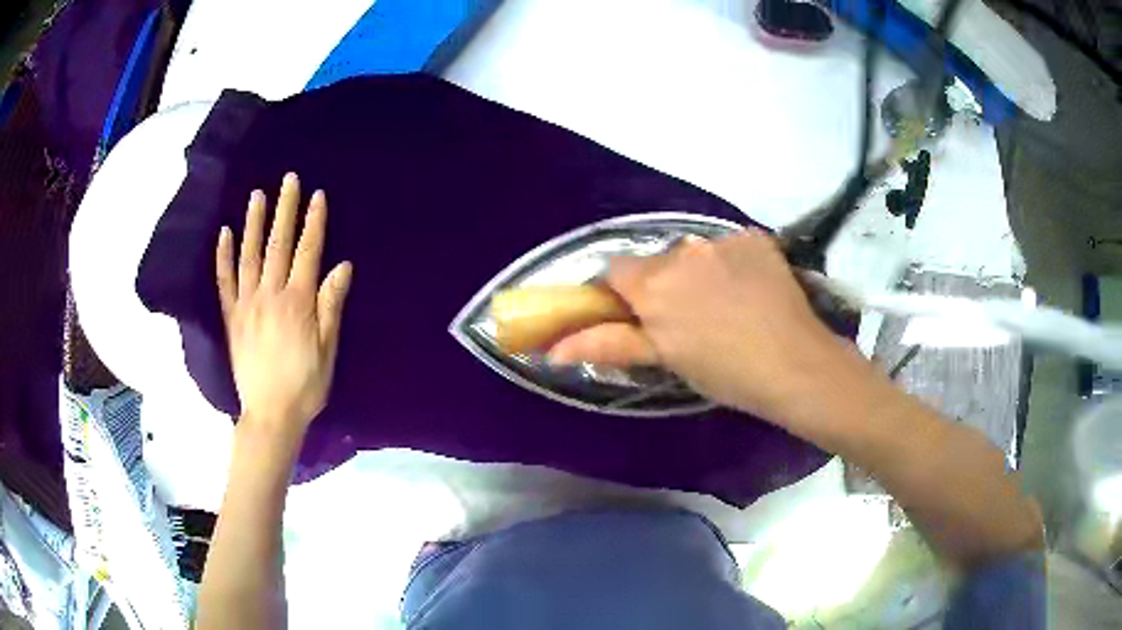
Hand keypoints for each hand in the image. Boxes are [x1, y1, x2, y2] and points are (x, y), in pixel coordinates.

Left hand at [216, 173, 352, 436]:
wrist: (270, 415)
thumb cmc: (306, 386)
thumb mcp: (328, 350)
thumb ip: (331, 307)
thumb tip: (342, 266)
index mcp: (298, 303)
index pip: (308, 253)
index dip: (314, 222)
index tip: (316, 195)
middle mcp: (271, 295)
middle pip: (279, 245)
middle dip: (285, 209)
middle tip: (288, 179)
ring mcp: (247, 304)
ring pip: (249, 255)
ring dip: (254, 223)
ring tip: (257, 195)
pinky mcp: (231, 318)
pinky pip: (224, 281)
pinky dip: (223, 256)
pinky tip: (225, 233)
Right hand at [548, 229, 864, 425]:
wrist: (796, 365)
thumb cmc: (725, 373)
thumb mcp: (666, 360)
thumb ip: (608, 345)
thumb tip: (551, 350)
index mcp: (654, 284)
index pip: (615, 271)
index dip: (623, 294)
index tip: (641, 318)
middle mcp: (683, 250)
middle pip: (657, 262)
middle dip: (663, 286)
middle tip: (689, 323)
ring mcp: (723, 241)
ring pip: (695, 254)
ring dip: (699, 274)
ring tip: (727, 308)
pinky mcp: (755, 238)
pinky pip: (730, 247)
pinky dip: (733, 265)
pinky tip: (752, 292)